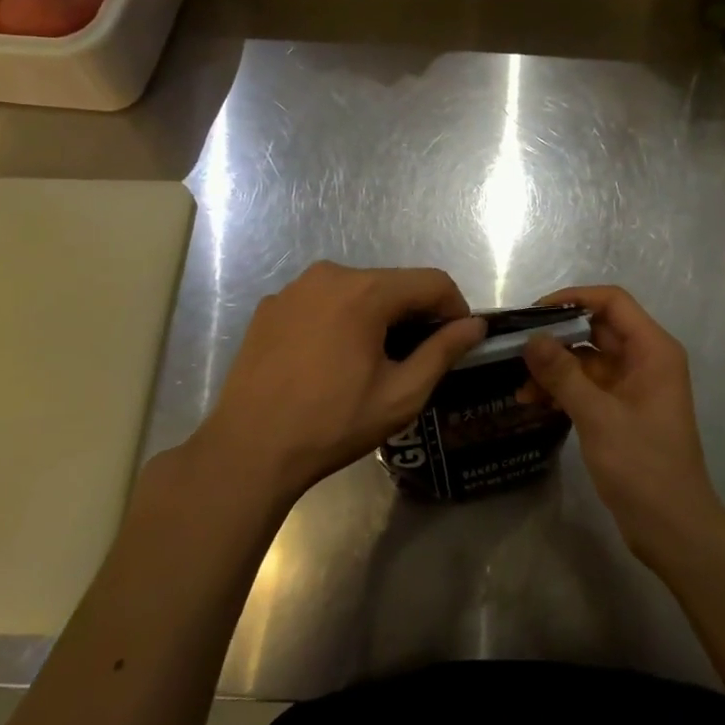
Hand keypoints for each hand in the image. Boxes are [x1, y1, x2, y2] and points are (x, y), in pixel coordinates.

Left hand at [194, 262, 482, 504]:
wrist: (248, 449)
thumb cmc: (332, 423)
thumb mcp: (401, 394)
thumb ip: (443, 352)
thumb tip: (475, 326)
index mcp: (366, 291)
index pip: (433, 282)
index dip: (454, 309)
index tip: (456, 343)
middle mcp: (330, 274)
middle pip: (394, 283)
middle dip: (414, 314)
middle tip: (415, 359)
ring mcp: (294, 288)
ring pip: (357, 290)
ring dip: (377, 316)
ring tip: (372, 362)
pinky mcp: (270, 306)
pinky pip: (322, 302)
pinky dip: (339, 320)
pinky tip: (330, 361)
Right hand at [521, 285, 724, 568]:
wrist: (673, 529)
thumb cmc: (643, 466)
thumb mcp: (598, 416)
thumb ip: (563, 374)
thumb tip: (531, 339)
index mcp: (653, 350)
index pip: (612, 302)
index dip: (573, 299)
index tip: (535, 312)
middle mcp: (646, 360)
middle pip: (597, 329)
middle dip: (557, 338)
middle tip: (516, 349)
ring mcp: (634, 386)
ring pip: (589, 360)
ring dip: (556, 369)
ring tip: (521, 388)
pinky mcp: (623, 410)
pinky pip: (589, 386)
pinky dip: (564, 390)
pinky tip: (535, 403)